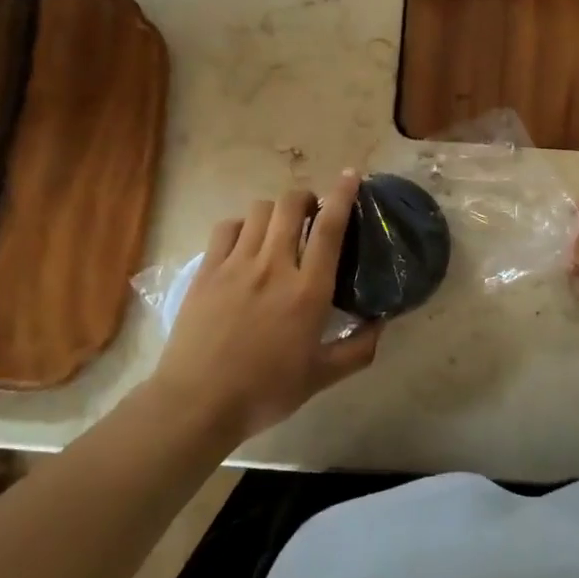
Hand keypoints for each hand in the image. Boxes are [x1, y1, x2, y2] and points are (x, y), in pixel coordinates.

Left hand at [149, 172, 379, 444]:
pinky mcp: (207, 270)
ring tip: (278, 227)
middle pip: (291, 205)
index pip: (330, 227)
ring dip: (275, 211)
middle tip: (311, 212)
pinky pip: (227, 227)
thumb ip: (357, 349)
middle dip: (306, 198)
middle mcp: (274, 266)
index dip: (343, 194)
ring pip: (259, 210)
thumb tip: (382, 323)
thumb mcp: (321, 377)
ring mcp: (236, 264)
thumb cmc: (265, 391)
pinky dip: (242, 225)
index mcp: (308, 290)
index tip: (351, 174)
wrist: (197, 402)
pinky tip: (244, 242)